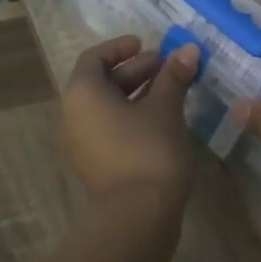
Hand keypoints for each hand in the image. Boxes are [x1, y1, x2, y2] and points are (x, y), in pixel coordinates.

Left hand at [60, 35, 200, 206]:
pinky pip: (109, 129)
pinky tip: (162, 120)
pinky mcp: (94, 165)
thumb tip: (188, 49)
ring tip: (171, 91)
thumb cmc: (148, 150)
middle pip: (101, 82)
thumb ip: (174, 77)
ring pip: (106, 108)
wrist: (137, 215)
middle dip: (135, 71)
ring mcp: (81, 143)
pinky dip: (131, 117)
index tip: (148, 45)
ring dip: (136, 94)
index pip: (95, 58)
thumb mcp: (165, 108)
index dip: (121, 48)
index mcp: (82, 93)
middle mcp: (72, 115)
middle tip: (168, 67)